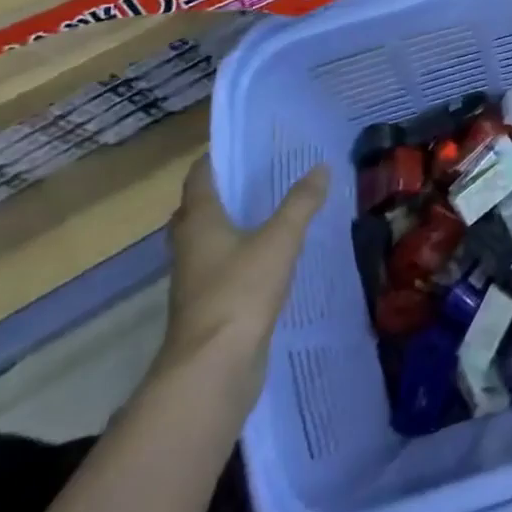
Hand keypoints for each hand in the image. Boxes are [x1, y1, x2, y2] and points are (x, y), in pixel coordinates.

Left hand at [156, 153, 329, 410]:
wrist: (214, 368)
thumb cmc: (240, 292)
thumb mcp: (279, 240)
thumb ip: (301, 203)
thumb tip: (321, 167)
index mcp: (199, 222)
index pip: (200, 177)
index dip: (218, 157)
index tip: (245, 142)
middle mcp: (189, 246)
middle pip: (198, 210)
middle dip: (224, 192)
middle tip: (261, 174)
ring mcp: (196, 279)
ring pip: (209, 240)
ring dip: (232, 225)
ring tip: (271, 210)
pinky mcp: (209, 305)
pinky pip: (223, 267)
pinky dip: (241, 254)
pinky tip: (272, 255)